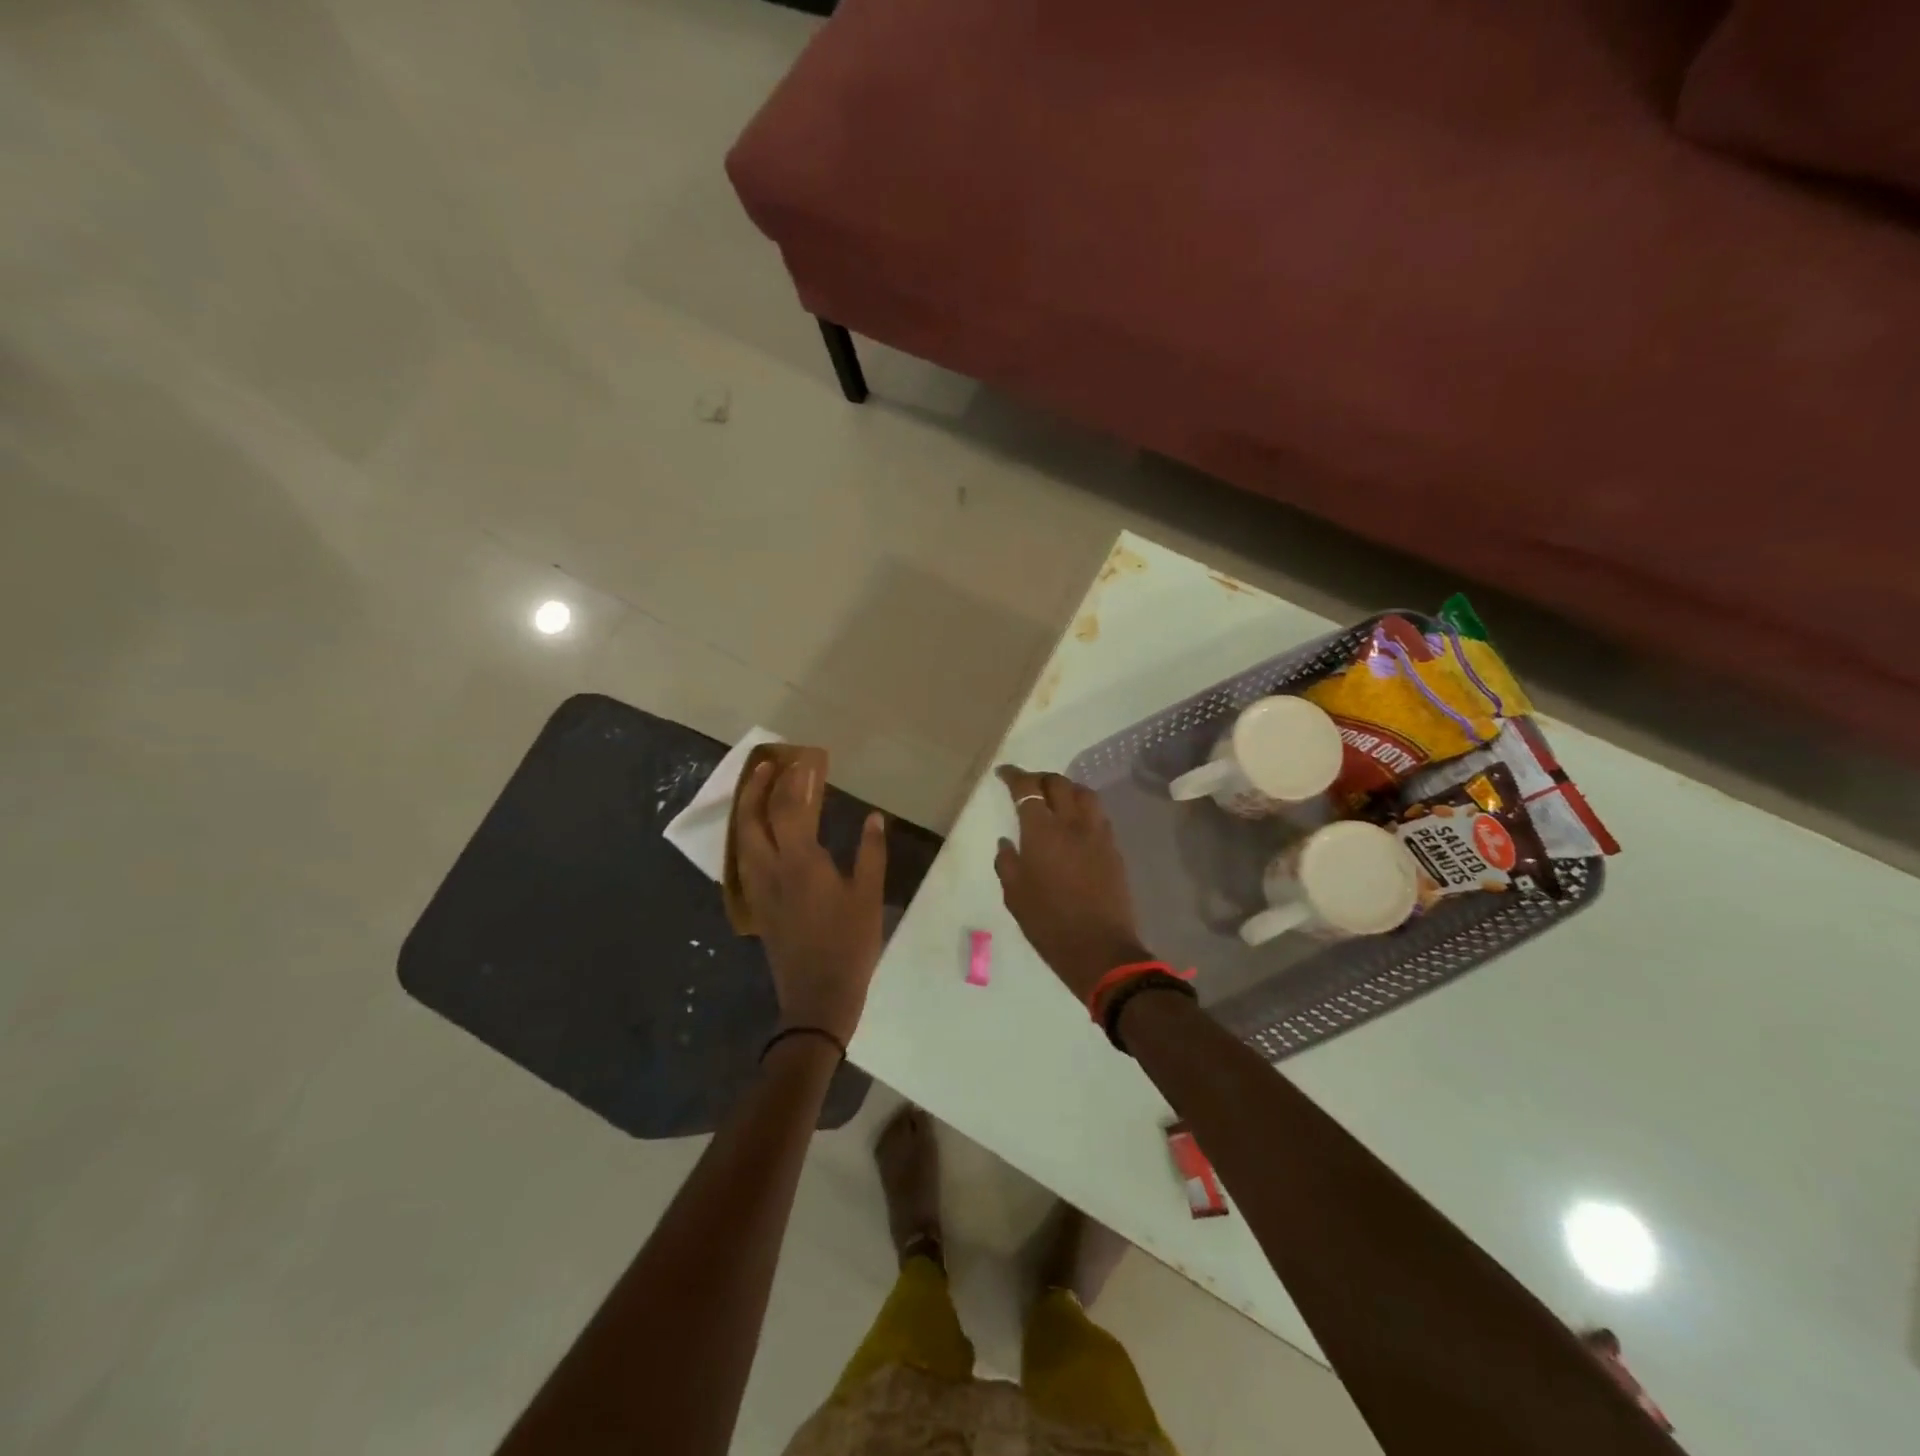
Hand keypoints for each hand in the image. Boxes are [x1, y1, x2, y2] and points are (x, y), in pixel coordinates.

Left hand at [735, 755, 887, 1043]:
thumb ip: (871, 853)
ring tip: (758, 787)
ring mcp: (758, 887)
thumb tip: (873, 817)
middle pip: (753, 817)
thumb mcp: (869, 897)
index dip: (796, 781)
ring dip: (747, 807)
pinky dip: (747, 833)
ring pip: (742, 837)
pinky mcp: (756, 903)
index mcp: (800, 862)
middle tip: (769, 763)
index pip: (790, 808)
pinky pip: (743, 857)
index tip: (806, 760)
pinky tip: (758, 832)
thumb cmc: (849, 945)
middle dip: (758, 785)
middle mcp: (771, 868)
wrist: (817, 997)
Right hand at [993, 765, 1150, 1005]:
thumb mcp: (1015, 895)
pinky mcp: (1114, 849)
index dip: (1014, 776)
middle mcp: (1072, 823)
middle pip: (1058, 783)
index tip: (1004, 773)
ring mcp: (1098, 834)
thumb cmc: (1048, 923)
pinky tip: (1076, 823)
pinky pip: (1098, 815)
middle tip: (1028, 786)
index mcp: (1042, 831)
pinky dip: (1083, 808)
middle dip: (1040, 778)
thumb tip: (1007, 842)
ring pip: (1084, 794)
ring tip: (1055, 798)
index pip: (1027, 789)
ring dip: (1066, 788)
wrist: (1099, 949)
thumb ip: (1008, 862)